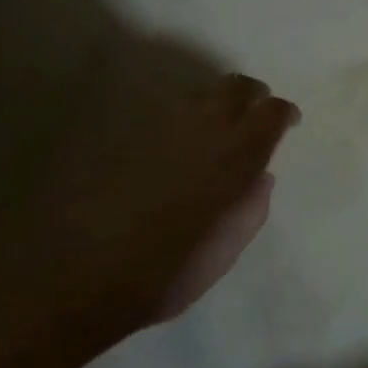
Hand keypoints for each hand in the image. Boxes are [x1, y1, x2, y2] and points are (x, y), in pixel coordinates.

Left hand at [0, 71, 299, 347]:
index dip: (282, 113)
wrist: (80, 280)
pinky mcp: (125, 134)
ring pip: (199, 94)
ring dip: (215, 104)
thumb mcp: (225, 252)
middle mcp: (201, 130)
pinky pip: (164, 113)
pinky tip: (174, 142)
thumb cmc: (166, 274)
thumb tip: (261, 178)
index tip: (288, 122)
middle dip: (251, 95)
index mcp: (234, 158)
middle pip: (235, 87)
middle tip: (255, 112)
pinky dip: (180, 119)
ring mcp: (159, 128)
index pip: (270, 113)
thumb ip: (250, 209)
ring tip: (215, 128)